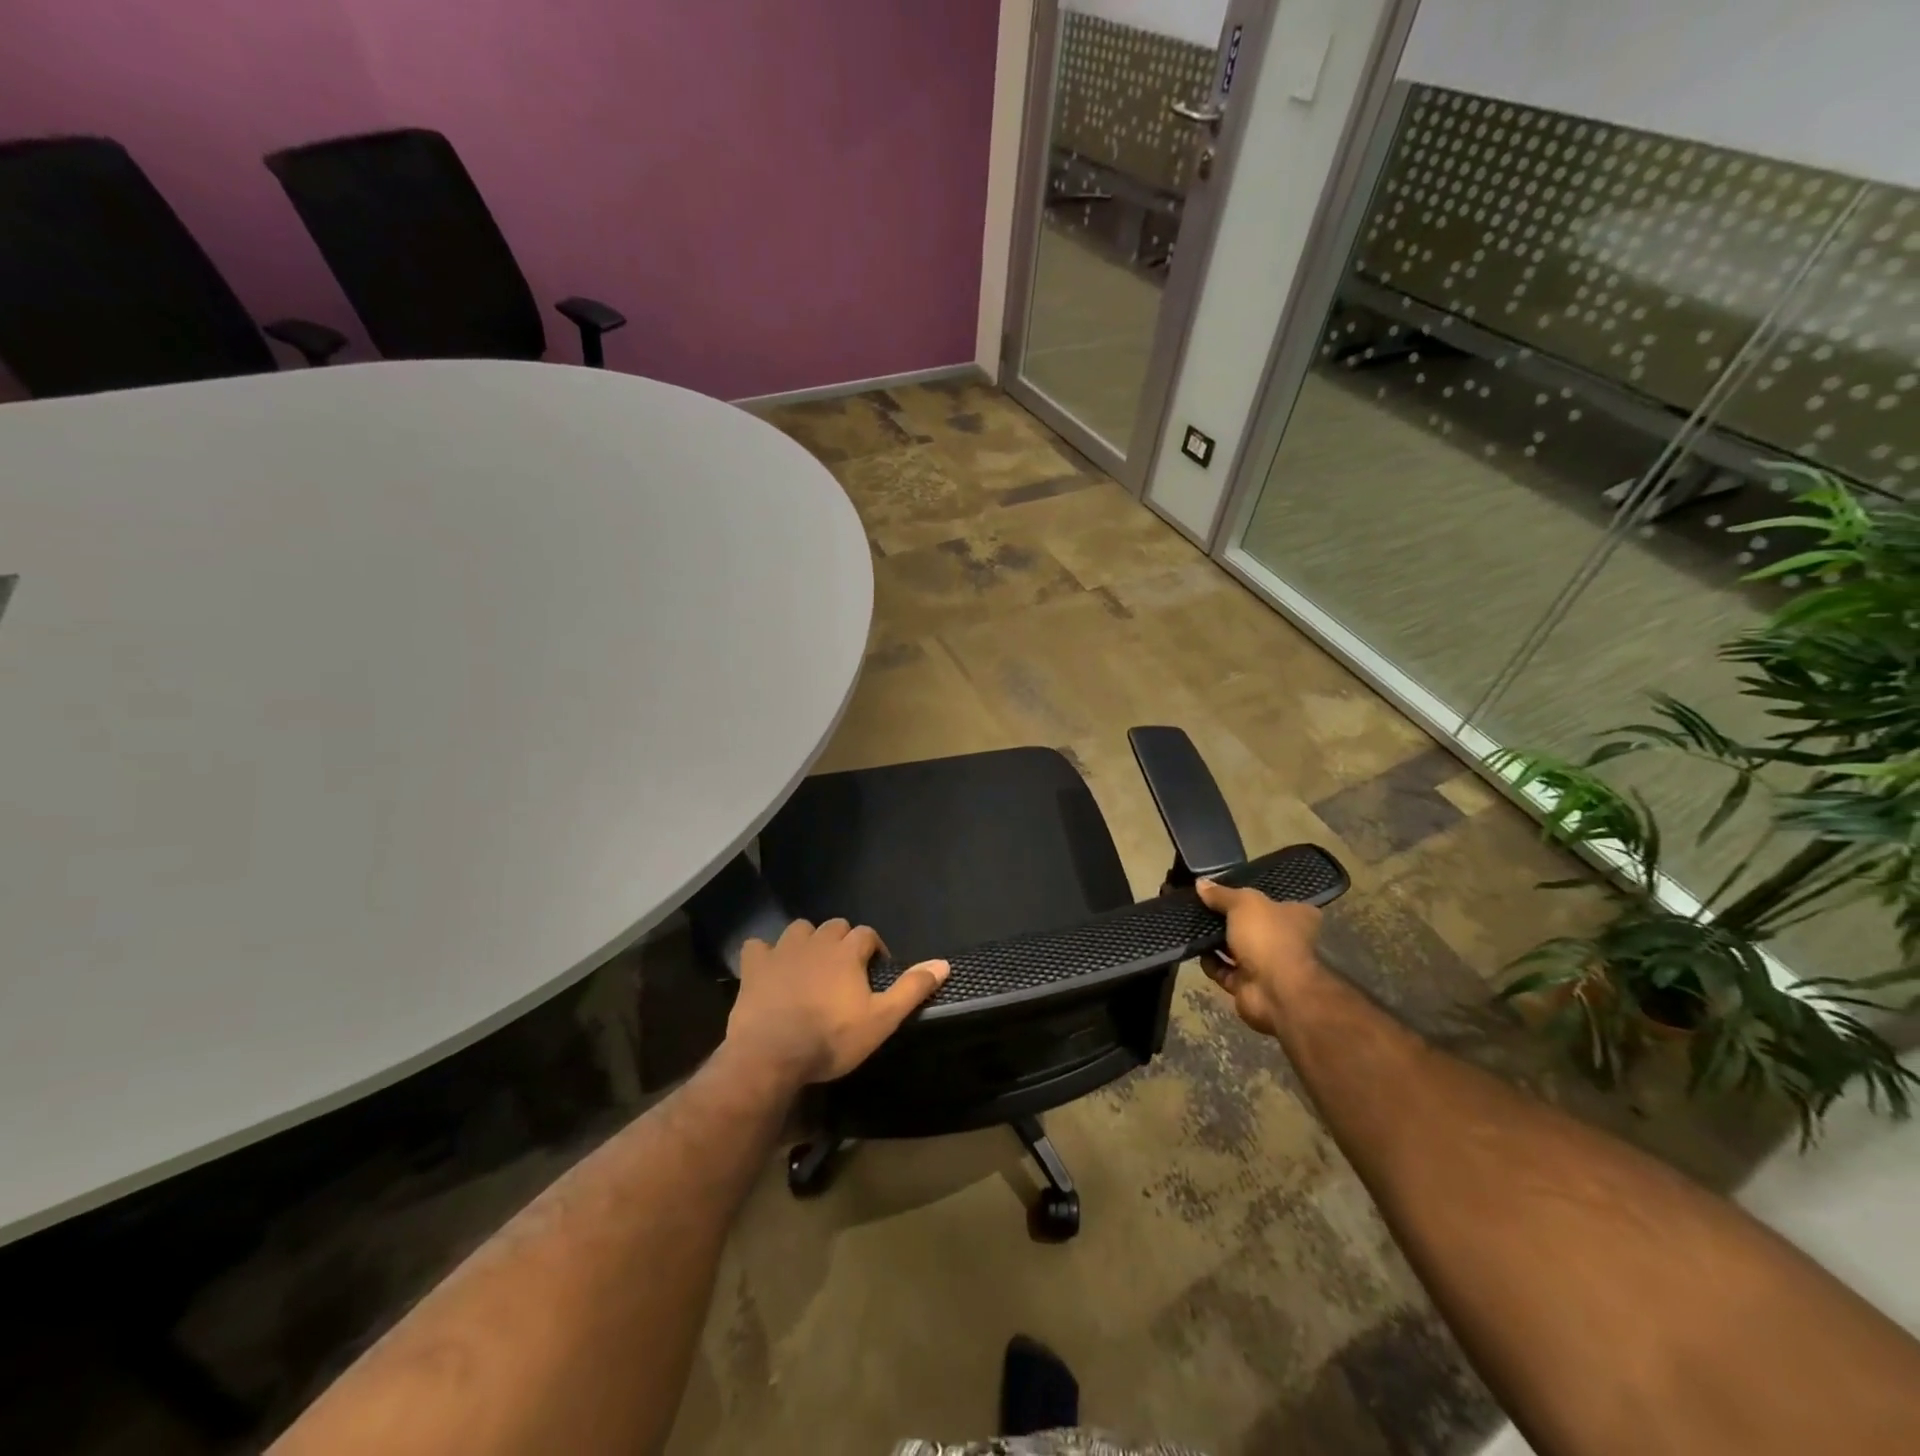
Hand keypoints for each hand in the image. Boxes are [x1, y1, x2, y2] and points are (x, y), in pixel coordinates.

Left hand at [725, 918, 949, 1085]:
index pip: (867, 934)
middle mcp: (816, 941)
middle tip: (845, 971)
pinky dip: (765, 954)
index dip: (874, 949)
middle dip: (843, 941)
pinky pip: (758, 946)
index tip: (876, 971)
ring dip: (807, 941)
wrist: (771, 1054)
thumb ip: (912, 989)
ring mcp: (782, 951)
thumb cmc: (831, 1038)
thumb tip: (944, 963)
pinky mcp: (754, 967)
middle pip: (835, 926)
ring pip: (799, 929)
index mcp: (847, 952)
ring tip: (810, 966)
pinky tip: (769, 969)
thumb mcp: (881, 1020)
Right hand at [1195, 878, 1323, 1035]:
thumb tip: (1200, 883)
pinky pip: (1224, 970)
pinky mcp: (1248, 985)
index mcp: (1295, 916)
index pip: (1272, 900)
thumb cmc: (1268, 937)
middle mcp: (1285, 939)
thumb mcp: (1243, 903)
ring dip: (1215, 941)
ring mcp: (1267, 965)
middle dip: (1225, 918)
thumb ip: (1221, 894)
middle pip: (1249, 924)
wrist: (1276, 991)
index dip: (1247, 895)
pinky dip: (1211, 962)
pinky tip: (1196, 950)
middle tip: (1200, 906)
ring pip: (1235, 948)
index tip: (1221, 890)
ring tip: (1192, 925)